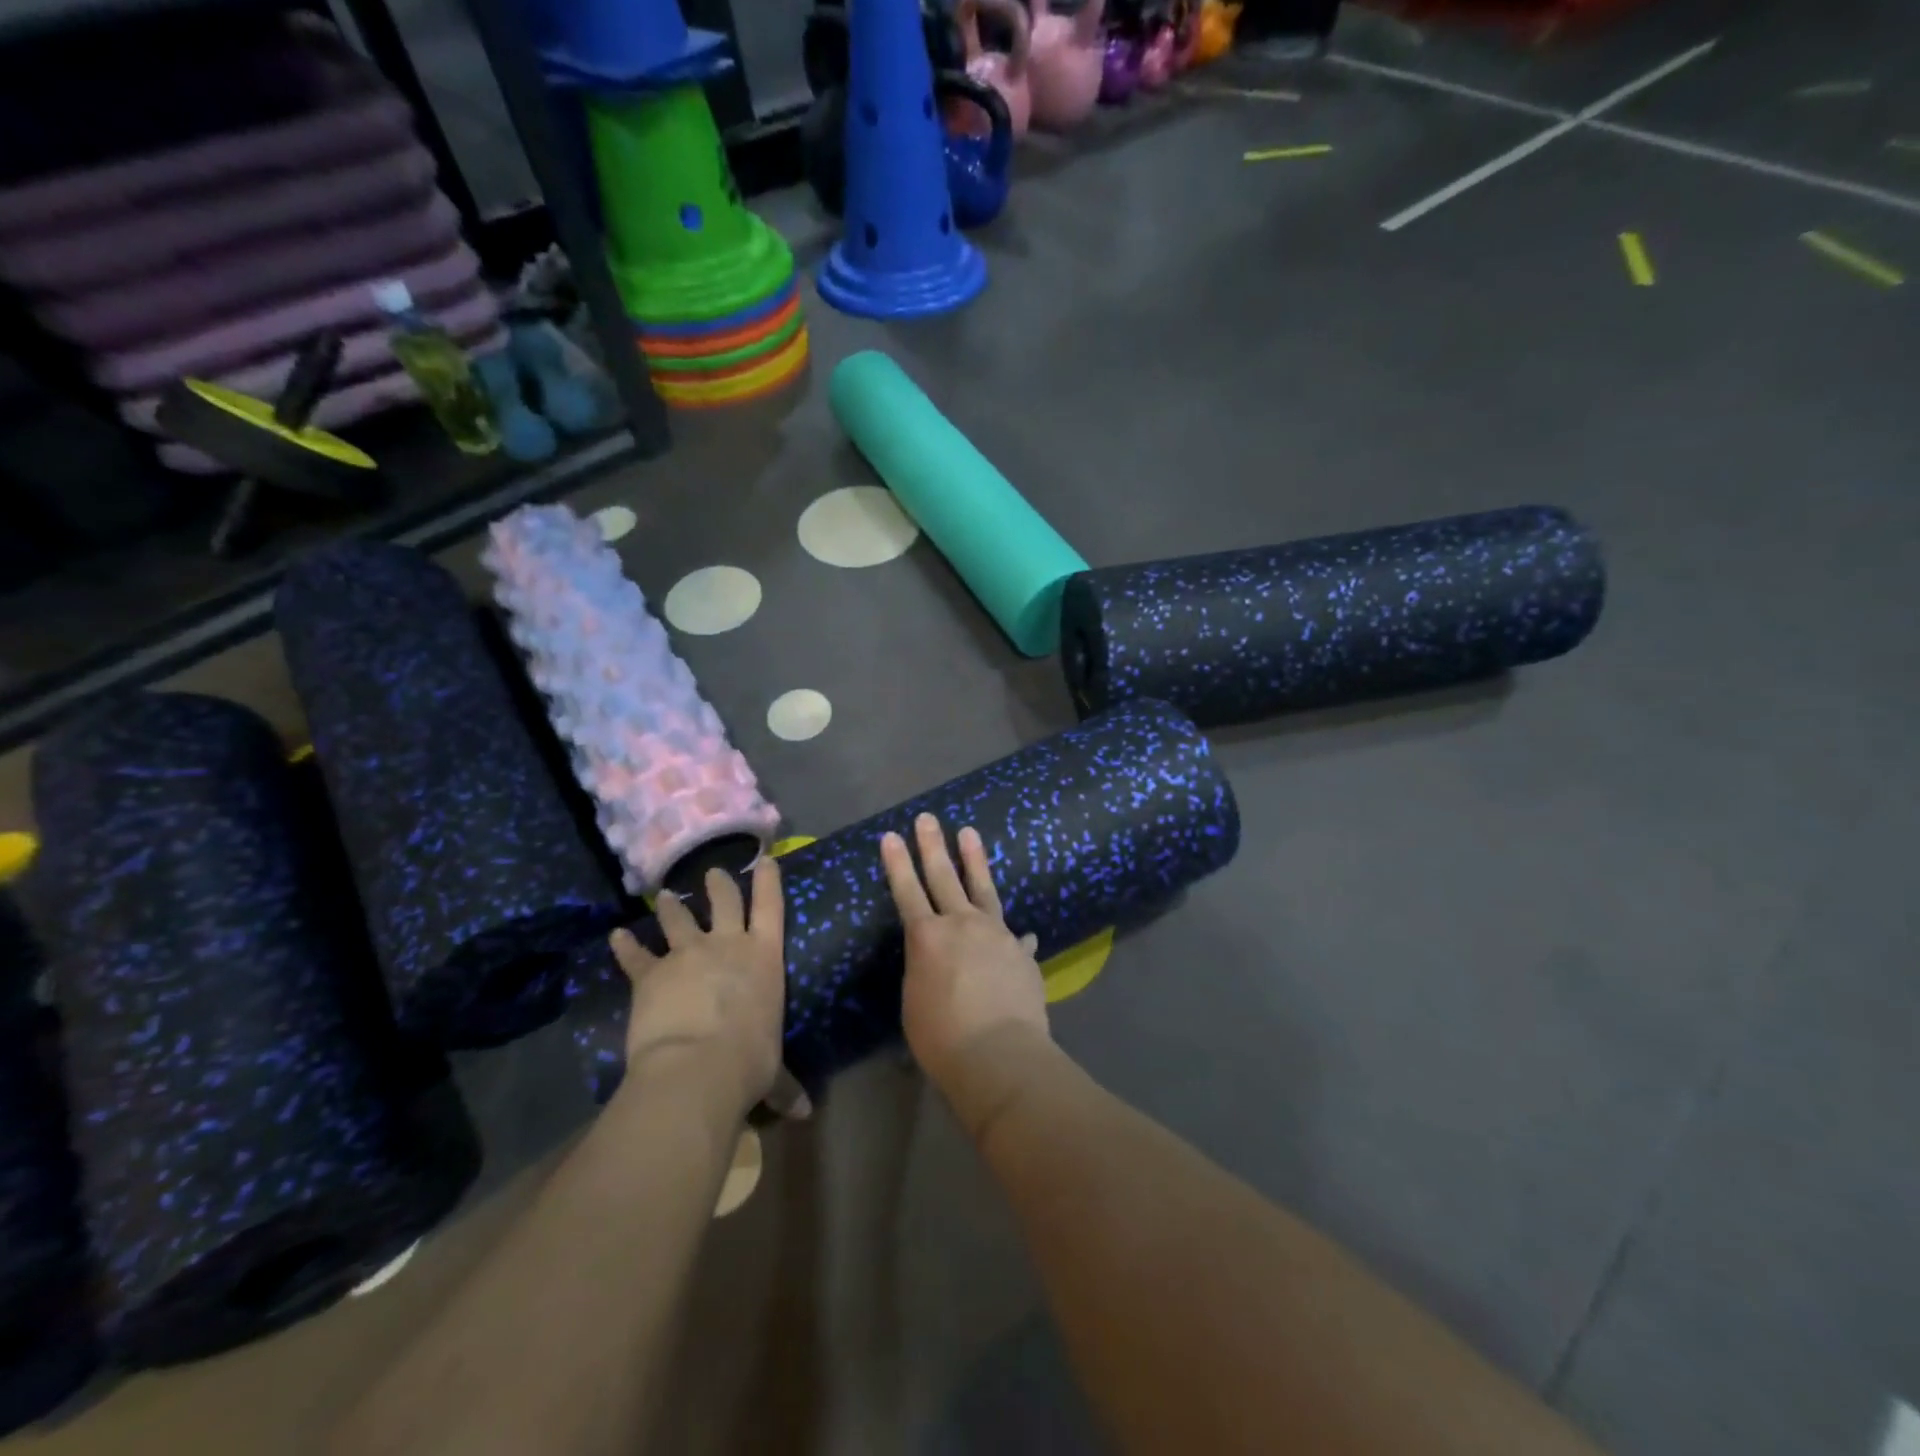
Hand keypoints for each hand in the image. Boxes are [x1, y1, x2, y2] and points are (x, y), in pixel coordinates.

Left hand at [611, 857, 807, 1121]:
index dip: (769, 881)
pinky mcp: (651, 974)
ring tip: (666, 896)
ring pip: (679, 920)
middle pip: (725, 901)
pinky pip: (636, 956)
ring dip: (672, 907)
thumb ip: (786, 1085)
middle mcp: (728, 945)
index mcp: (765, 958)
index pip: (771, 907)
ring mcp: (688, 955)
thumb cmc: (750, 1062)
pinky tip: (615, 937)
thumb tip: (805, 1113)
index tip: (765, 860)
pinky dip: (625, 947)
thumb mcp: (773, 1071)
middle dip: (719, 884)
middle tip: (712, 872)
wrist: (697, 1068)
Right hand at [880, 813, 1050, 1096]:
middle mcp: (962, 925)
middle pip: (944, 877)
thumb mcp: (915, 1002)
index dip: (898, 864)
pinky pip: (1013, 935)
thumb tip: (939, 956)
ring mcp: (996, 934)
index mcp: (927, 938)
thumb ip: (925, 970)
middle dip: (932, 846)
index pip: (907, 892)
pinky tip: (1019, 932)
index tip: (892, 836)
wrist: (1000, 1054)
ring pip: (983, 888)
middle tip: (928, 819)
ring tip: (968, 833)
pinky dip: (1010, 933)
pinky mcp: (1021, 952)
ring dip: (974, 860)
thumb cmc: (942, 1038)